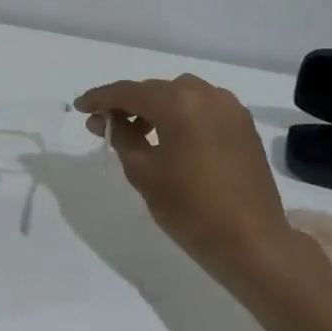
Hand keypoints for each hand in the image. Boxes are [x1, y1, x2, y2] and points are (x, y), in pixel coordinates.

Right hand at [74, 75, 298, 282]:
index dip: (100, 98)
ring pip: (180, 95)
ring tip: (137, 133)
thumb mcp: (143, 172)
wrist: (251, 240)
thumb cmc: (190, 208)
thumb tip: (109, 119)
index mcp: (178, 103)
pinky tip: (169, 138)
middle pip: (154, 90)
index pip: (128, 92)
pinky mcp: (243, 124)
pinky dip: (180, 115)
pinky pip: (202, 107)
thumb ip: (121, 137)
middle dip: (127, 104)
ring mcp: (229, 107)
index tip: (80, 107)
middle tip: (103, 124)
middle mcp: (205, 94)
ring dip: (154, 107)